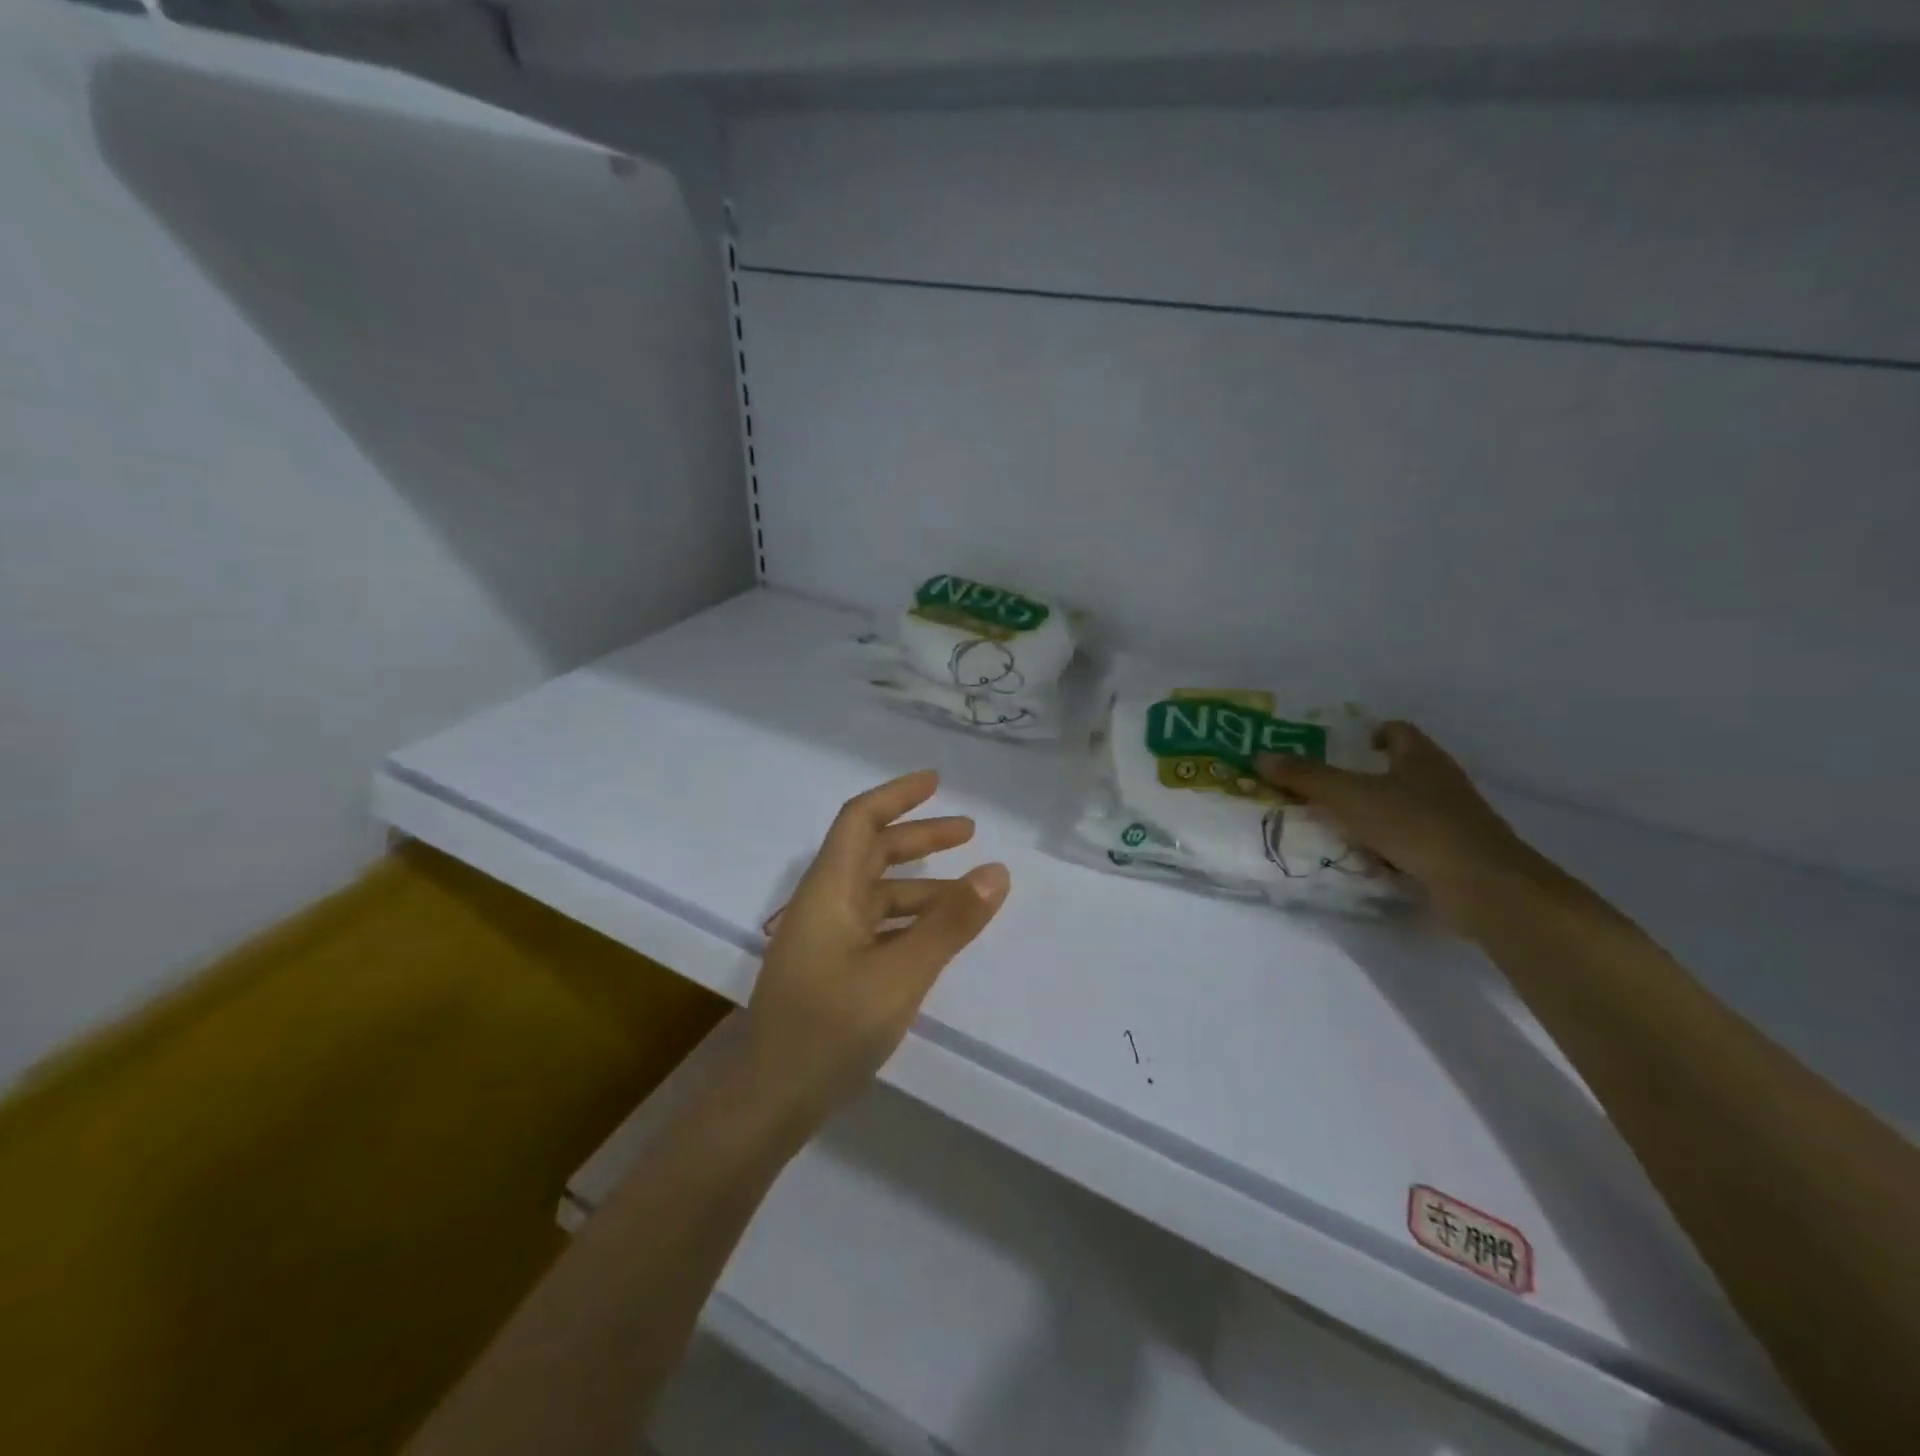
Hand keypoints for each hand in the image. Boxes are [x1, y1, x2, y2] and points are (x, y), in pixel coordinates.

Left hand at [740, 770, 1009, 1129]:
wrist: (770, 1101)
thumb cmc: (831, 1029)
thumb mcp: (901, 973)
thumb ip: (949, 923)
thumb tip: (996, 870)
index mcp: (829, 890)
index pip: (860, 820)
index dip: (898, 795)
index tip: (937, 781)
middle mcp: (823, 904)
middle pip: (871, 851)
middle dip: (920, 838)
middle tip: (969, 833)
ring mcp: (823, 938)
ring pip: (877, 892)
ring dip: (921, 885)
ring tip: (971, 892)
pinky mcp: (828, 968)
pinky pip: (874, 925)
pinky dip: (908, 920)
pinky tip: (936, 937)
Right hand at [1257, 723, 1543, 932]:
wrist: (1482, 885)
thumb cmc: (1415, 825)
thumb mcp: (1348, 797)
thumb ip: (1305, 776)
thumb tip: (1260, 756)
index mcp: (1421, 757)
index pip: (1398, 731)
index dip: (1372, 733)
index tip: (1346, 746)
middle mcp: (1442, 782)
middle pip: (1403, 769)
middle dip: (1368, 777)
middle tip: (1327, 788)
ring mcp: (1454, 820)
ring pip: (1408, 807)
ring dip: (1378, 814)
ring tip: (1338, 826)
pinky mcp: (1456, 855)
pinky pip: (1415, 842)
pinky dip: (1392, 847)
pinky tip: (1366, 860)